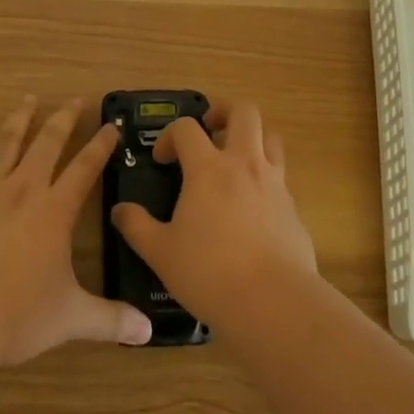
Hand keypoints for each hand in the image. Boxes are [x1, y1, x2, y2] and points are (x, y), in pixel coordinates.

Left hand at [0, 96, 151, 369]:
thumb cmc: (17, 318)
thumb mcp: (71, 319)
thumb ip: (111, 320)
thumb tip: (149, 333)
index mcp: (55, 211)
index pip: (85, 169)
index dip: (101, 145)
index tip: (112, 124)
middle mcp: (24, 190)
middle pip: (48, 143)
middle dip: (64, 119)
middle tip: (74, 99)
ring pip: (7, 143)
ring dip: (21, 119)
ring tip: (28, 98)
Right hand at [109, 101, 317, 322]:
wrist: (274, 302)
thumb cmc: (210, 273)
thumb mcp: (161, 253)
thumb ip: (137, 227)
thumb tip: (120, 210)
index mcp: (208, 168)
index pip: (186, 128)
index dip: (169, 136)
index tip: (162, 160)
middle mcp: (245, 164)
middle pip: (244, 111)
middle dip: (224, 111)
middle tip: (210, 129)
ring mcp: (275, 183)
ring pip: (271, 138)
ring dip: (253, 139)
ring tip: (236, 160)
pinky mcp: (294, 208)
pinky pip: (281, 178)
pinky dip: (266, 180)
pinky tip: (253, 209)